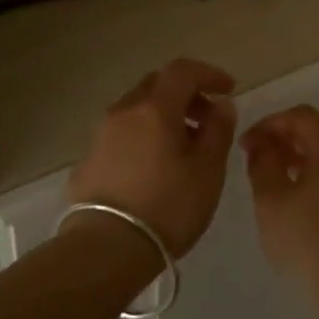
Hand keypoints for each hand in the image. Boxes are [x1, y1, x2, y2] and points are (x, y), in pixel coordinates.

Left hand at [66, 59, 236, 256]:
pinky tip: (156, 166)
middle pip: (157, 85)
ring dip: (164, 116)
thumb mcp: (207, 171)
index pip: (182, 70)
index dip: (208, 74)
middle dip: (186, 95)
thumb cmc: (167, 207)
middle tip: (208, 120)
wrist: (105, 247)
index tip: (229, 90)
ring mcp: (101, 134)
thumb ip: (218, 131)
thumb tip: (222, 105)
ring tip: (185, 148)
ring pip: (138, 109)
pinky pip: (123, 132)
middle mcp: (124, 111)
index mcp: (154, 108)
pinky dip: (145, 135)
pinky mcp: (89, 159)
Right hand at [241, 105, 318, 306]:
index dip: (269, 124)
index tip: (246, 145)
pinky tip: (311, 201)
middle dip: (290, 137)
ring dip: (311, 155)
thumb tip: (262, 145)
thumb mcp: (271, 202)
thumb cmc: (309, 244)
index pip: (300, 116)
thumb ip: (262, 164)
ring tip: (286, 178)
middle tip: (264, 157)